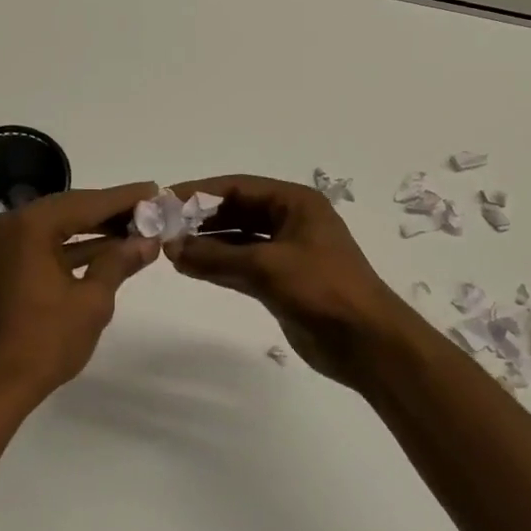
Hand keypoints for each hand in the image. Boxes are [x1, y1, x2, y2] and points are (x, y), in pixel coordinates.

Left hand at [0, 181, 161, 413]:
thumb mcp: (91, 301)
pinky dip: (72, 248)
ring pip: (57, 227)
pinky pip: (43, 245)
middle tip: (148, 210)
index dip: (124, 198)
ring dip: (94, 230)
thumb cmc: (44, 343)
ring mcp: (2, 246)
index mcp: (30, 226)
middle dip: (111, 212)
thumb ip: (119, 262)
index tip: (154, 190)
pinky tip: (106, 252)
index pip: (87, 203)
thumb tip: (148, 240)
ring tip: (135, 230)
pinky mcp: (1, 266)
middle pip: (71, 209)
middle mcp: (11, 226)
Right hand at [165, 175, 414, 385]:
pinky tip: (190, 268)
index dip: (200, 192)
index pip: (239, 187)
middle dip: (201, 219)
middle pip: (237, 211)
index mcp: (295, 202)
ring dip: (207, 244)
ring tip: (170, 249)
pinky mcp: (282, 281)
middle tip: (162, 228)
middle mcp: (290, 220)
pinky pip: (242, 265)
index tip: (165, 200)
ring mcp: (286, 252)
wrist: (367, 343)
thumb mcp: (267, 267)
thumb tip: (171, 247)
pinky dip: (218, 266)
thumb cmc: (322, 289)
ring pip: (238, 240)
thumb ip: (216, 256)